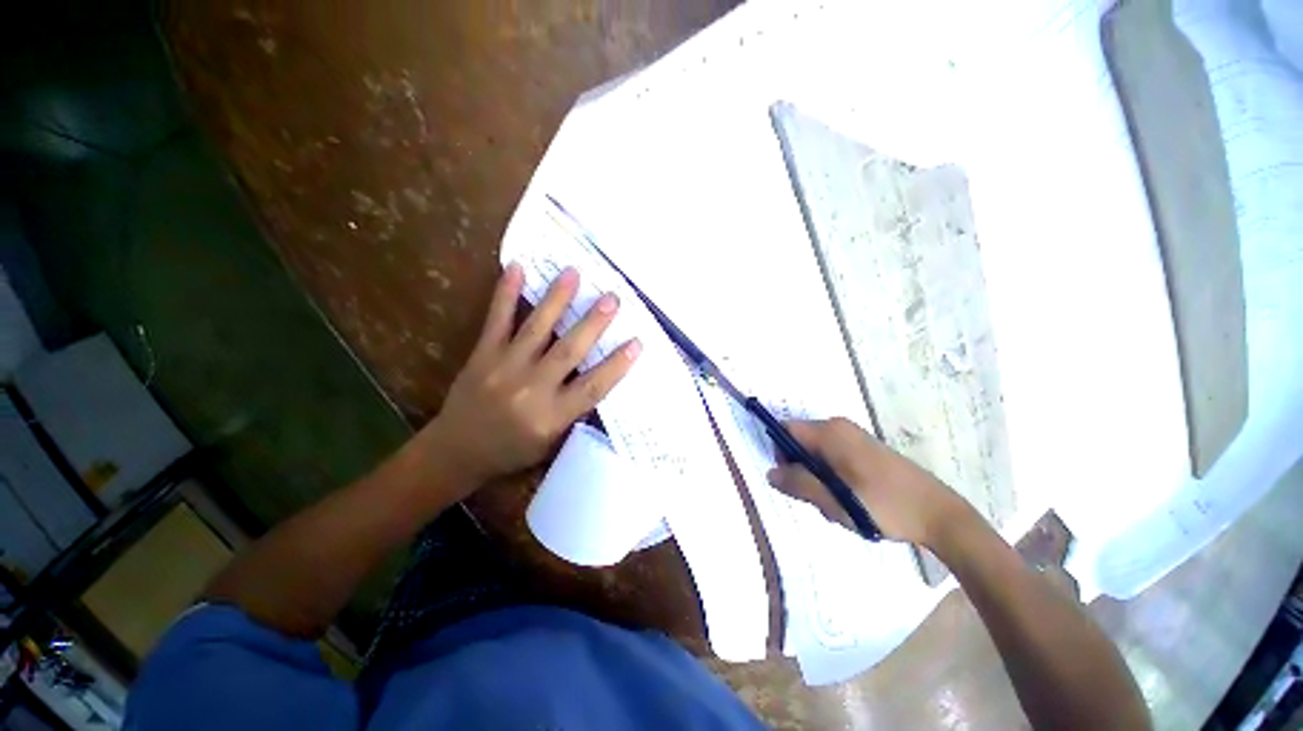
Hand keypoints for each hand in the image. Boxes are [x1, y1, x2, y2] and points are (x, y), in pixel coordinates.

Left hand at [424, 263, 640, 486]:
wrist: (457, 452)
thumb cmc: (513, 450)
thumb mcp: (551, 440)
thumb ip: (574, 409)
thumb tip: (599, 375)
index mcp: (552, 416)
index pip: (593, 387)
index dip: (617, 364)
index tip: (637, 342)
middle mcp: (531, 390)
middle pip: (568, 352)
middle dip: (593, 323)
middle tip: (612, 298)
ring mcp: (504, 368)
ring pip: (536, 329)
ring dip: (557, 299)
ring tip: (573, 273)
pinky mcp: (482, 355)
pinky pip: (496, 321)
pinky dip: (506, 294)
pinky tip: (516, 267)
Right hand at [765, 418, 968, 546]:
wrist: (938, 514)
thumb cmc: (882, 505)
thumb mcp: (834, 500)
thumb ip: (797, 484)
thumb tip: (769, 473)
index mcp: (830, 432)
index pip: (786, 430)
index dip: (781, 454)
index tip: (792, 481)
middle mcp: (839, 427)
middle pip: (800, 442)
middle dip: (801, 470)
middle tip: (818, 498)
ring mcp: (854, 437)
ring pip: (816, 453)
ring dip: (817, 477)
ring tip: (839, 504)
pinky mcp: (865, 448)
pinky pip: (833, 456)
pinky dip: (832, 476)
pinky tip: (850, 499)